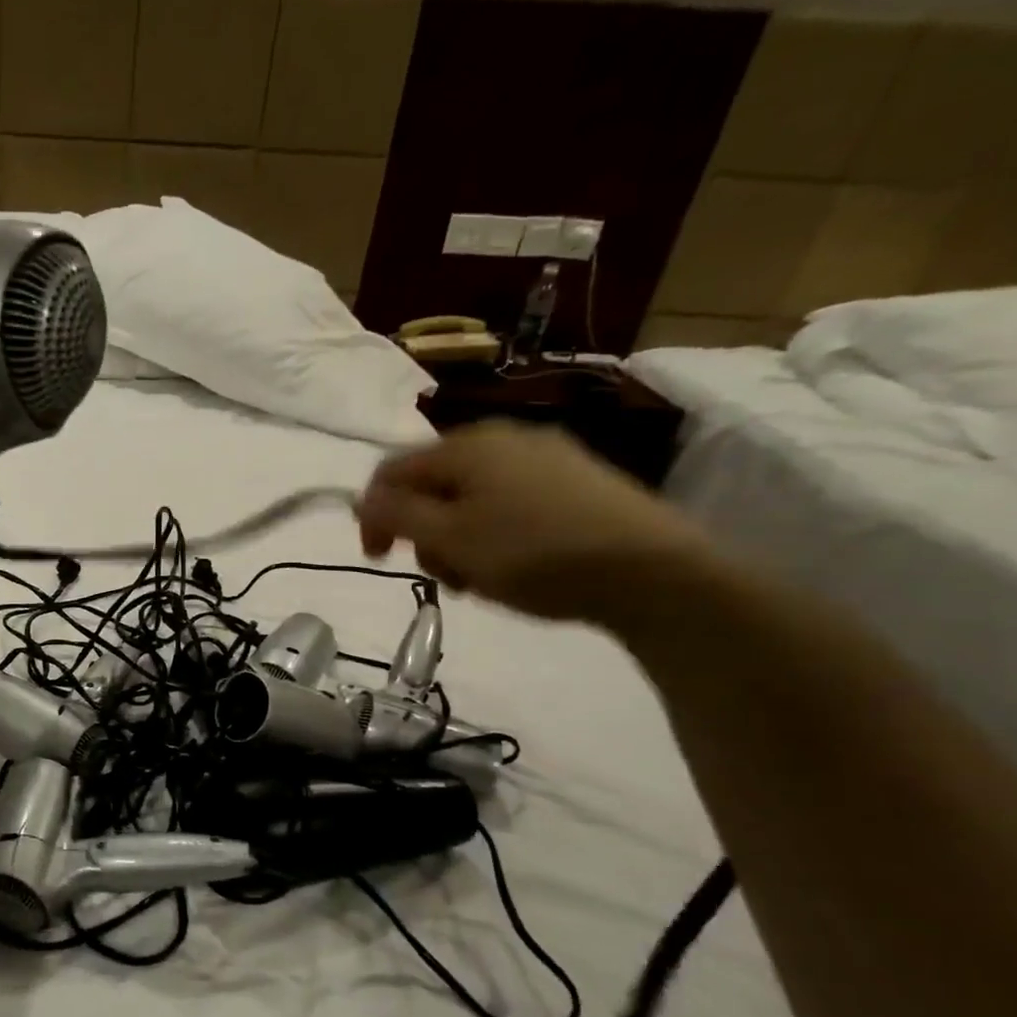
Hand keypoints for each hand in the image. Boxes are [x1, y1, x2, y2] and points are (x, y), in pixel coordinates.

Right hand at [356, 421, 712, 622]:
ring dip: (458, 539)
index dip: (374, 515)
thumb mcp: (451, 539)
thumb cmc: (534, 554)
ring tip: (480, 578)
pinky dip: (494, 533)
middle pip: (433, 485)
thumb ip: (398, 515)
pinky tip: (515, 564)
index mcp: (467, 445)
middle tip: (444, 576)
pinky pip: (510, 502)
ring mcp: (546, 456)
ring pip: (471, 497)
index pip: (393, 471)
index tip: (379, 560)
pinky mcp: (578, 481)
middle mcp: (504, 438)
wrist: (653, 572)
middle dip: (424, 533)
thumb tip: (363, 498)